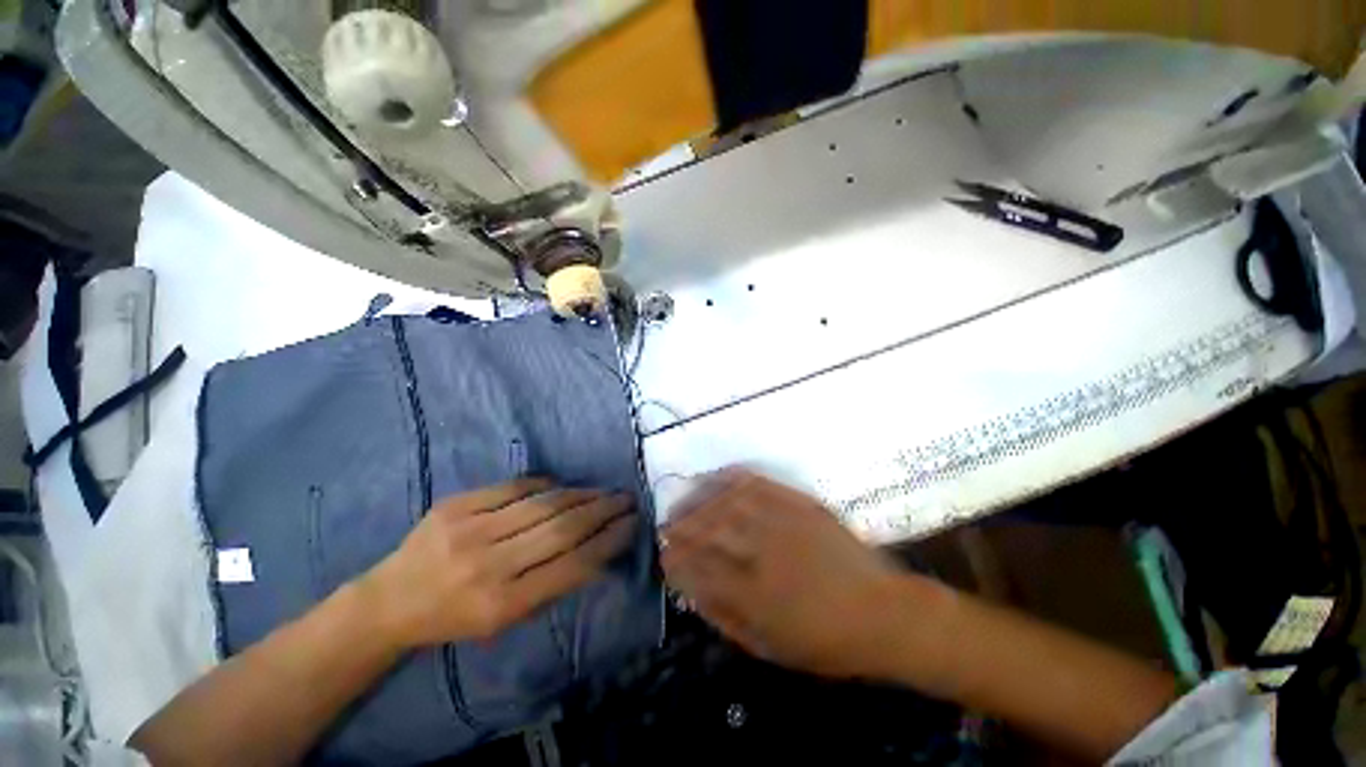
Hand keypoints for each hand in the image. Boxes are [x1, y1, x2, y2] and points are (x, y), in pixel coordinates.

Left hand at [356, 479, 636, 648]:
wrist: (390, 601)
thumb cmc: (455, 619)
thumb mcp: (506, 620)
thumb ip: (553, 584)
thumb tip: (596, 548)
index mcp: (503, 605)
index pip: (573, 565)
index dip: (609, 540)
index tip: (632, 523)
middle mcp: (488, 566)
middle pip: (563, 528)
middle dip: (603, 510)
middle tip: (626, 499)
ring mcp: (470, 530)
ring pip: (544, 503)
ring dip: (582, 494)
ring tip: (604, 491)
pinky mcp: (456, 504)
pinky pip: (515, 487)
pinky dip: (546, 484)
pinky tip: (562, 486)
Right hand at [661, 469, 905, 677]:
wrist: (885, 613)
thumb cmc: (827, 642)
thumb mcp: (772, 648)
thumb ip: (727, 618)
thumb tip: (693, 591)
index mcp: (754, 595)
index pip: (698, 569)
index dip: (674, 559)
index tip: (662, 554)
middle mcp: (763, 552)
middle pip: (708, 529)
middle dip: (680, 524)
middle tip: (666, 522)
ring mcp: (783, 522)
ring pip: (728, 502)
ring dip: (700, 498)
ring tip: (684, 498)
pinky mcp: (800, 504)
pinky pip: (759, 483)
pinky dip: (733, 477)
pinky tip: (718, 476)